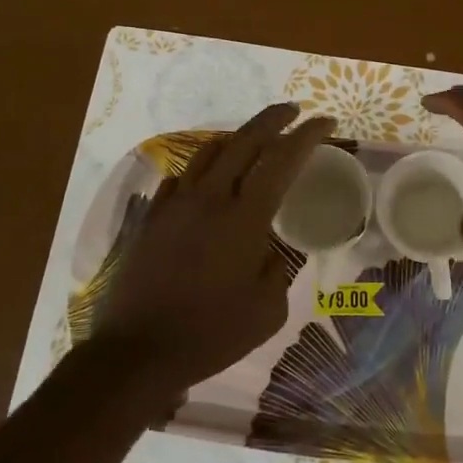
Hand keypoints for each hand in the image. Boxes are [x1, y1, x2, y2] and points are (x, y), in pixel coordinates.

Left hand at [91, 103, 333, 396]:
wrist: (137, 351)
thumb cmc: (210, 334)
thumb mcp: (267, 311)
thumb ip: (276, 270)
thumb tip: (267, 250)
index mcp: (243, 218)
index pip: (281, 159)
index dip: (306, 135)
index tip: (325, 122)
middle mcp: (208, 198)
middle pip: (243, 140)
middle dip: (272, 119)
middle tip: (293, 112)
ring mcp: (174, 204)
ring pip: (208, 151)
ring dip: (236, 139)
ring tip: (253, 142)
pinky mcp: (150, 218)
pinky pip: (181, 177)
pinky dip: (203, 169)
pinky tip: (208, 184)